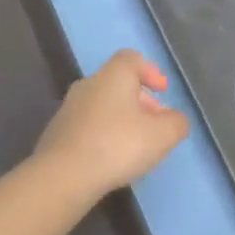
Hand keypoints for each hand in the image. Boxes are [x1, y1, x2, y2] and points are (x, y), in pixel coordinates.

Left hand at [32, 50, 189, 198]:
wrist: (63, 176)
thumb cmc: (118, 145)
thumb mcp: (163, 135)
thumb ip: (177, 122)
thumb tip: (175, 119)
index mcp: (113, 75)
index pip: (132, 58)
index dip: (150, 71)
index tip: (162, 91)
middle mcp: (88, 84)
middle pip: (118, 83)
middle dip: (140, 101)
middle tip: (155, 125)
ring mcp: (68, 108)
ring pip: (103, 105)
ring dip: (121, 119)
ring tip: (134, 146)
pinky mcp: (57, 132)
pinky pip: (88, 125)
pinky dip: (103, 134)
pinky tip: (110, 159)